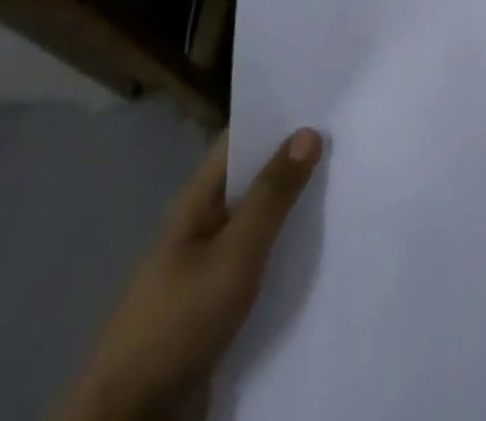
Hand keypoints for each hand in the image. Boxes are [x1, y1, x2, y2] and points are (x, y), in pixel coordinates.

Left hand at [55, 128, 323, 420]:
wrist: (135, 416)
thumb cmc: (180, 317)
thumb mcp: (234, 254)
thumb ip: (272, 195)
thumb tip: (308, 131)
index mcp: (198, 199)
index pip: (241, 138)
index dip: (278, 115)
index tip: (325, 97)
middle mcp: (204, 223)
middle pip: (254, 177)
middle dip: (296, 159)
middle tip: (351, 137)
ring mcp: (210, 264)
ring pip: (261, 221)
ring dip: (296, 206)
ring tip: (350, 183)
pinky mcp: (220, 301)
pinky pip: (261, 261)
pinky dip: (288, 248)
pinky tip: (324, 246)